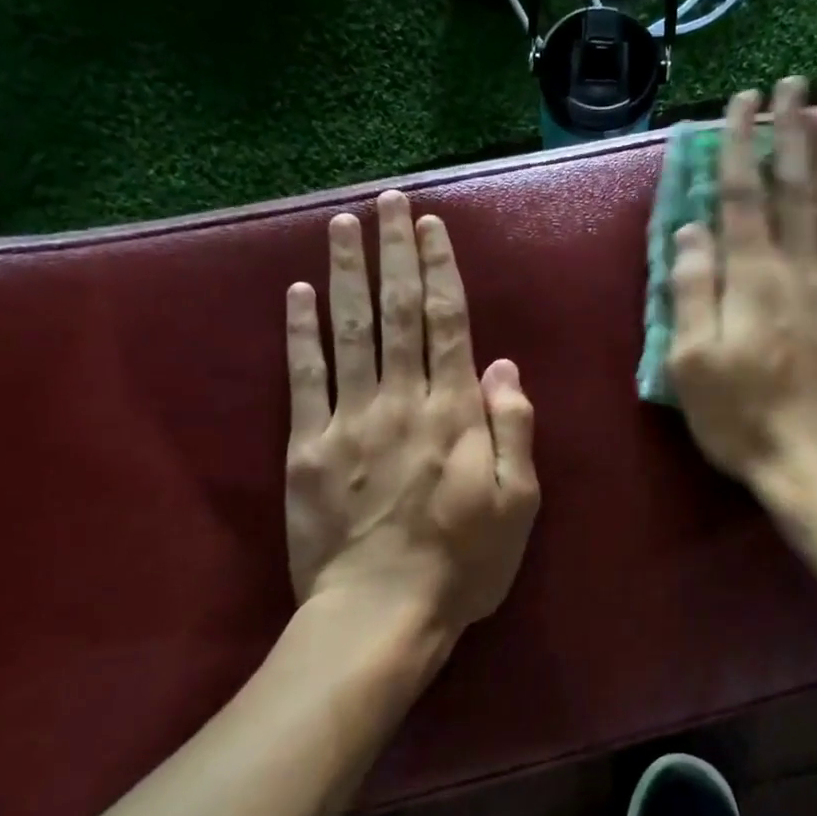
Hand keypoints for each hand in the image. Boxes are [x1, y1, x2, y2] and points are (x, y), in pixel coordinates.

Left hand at [284, 191, 539, 640]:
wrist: (381, 614)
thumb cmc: (464, 562)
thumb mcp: (519, 503)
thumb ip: (513, 429)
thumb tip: (503, 365)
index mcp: (455, 412)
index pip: (447, 322)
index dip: (440, 269)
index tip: (432, 225)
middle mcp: (402, 400)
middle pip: (397, 311)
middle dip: (395, 251)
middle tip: (390, 201)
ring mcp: (350, 420)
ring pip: (349, 330)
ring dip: (347, 272)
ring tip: (344, 223)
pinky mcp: (308, 447)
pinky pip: (303, 378)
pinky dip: (300, 332)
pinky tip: (297, 291)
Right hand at [668, 77, 816, 487]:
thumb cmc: (743, 418)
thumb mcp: (692, 364)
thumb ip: (692, 292)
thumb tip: (691, 229)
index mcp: (752, 279)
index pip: (741, 196)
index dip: (738, 146)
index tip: (740, 103)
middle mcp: (799, 269)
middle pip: (795, 188)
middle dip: (791, 132)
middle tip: (793, 84)